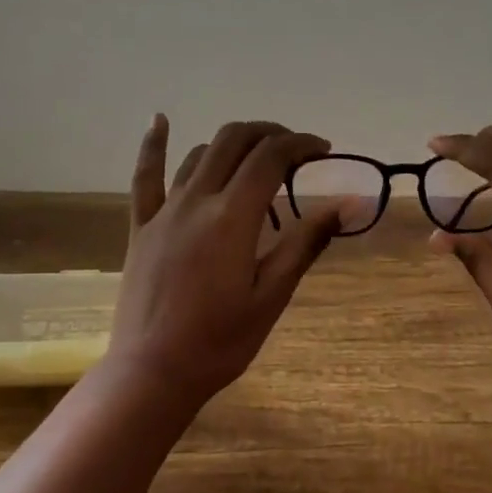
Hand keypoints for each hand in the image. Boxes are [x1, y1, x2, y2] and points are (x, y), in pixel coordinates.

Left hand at [110, 116, 342, 404]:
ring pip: (198, 154)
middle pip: (234, 141)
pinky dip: (153, 145)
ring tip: (255, 156)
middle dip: (269, 134)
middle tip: (294, 150)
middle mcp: (196, 201)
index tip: (323, 150)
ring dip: (231, 143)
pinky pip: (145, 177)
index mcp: (232, 217)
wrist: (153, 372)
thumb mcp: (272, 295)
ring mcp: (164, 212)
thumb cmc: (220, 341)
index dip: (300, 144)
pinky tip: (159, 120)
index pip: (271, 158)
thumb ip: (306, 243)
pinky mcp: (141, 227)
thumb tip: (349, 203)